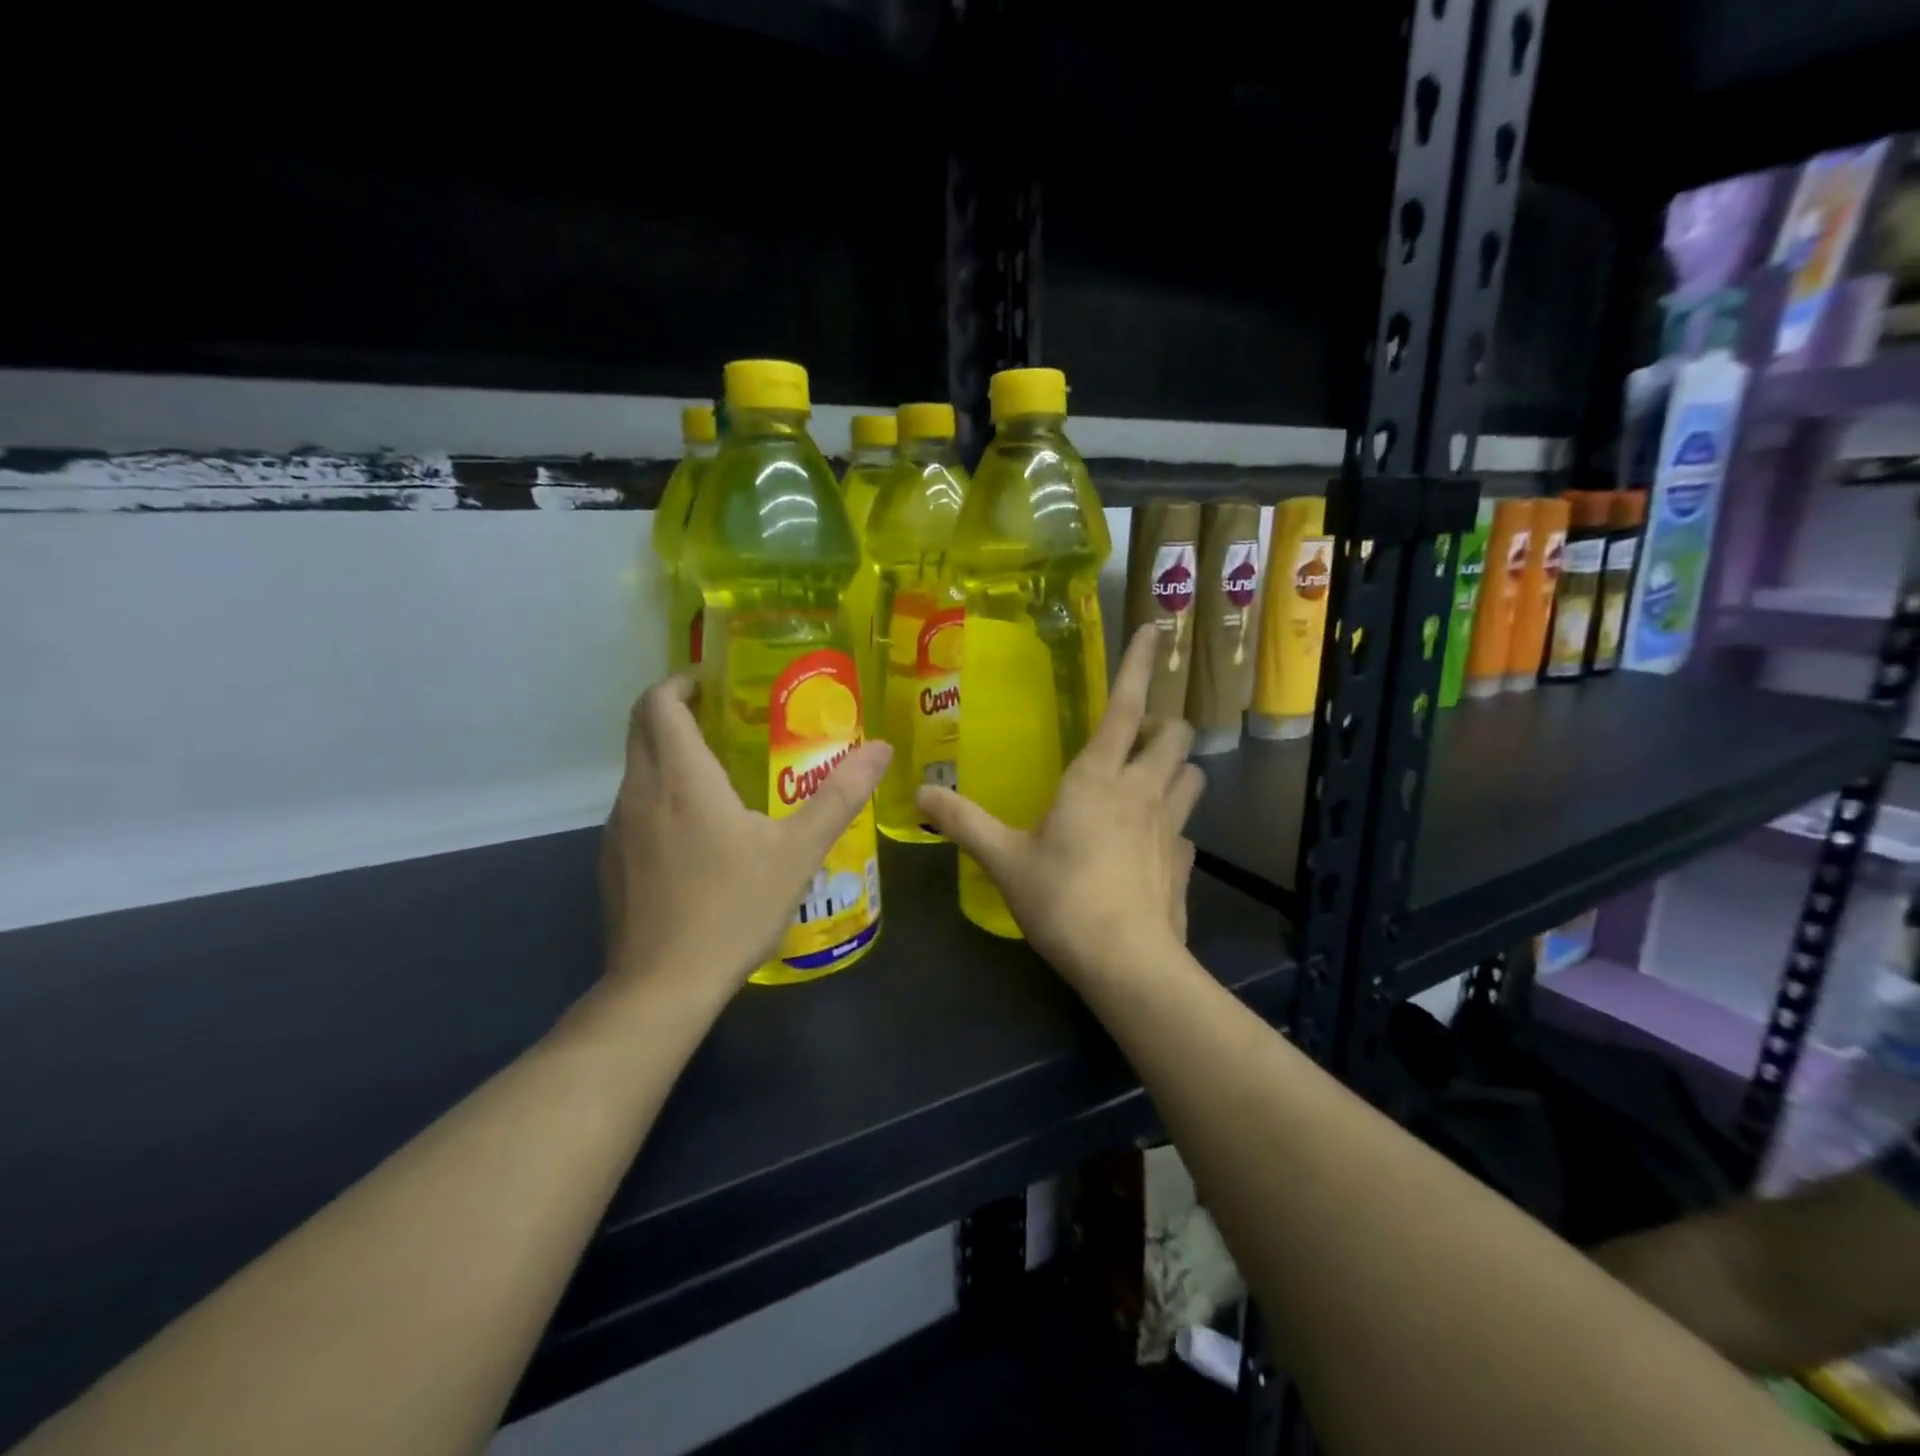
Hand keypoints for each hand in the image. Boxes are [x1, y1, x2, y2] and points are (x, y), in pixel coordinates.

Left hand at [600, 676, 891, 999]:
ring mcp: (618, 829)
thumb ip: (840, 796)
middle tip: (726, 719)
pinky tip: (699, 836)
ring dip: (670, 756)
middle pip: (642, 729)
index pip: (658, 703)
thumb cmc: (733, 908)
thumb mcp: (798, 851)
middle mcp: (639, 792)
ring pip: (638, 771)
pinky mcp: (612, 863)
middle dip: (676, 712)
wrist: (663, 987)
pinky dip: (662, 798)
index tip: (714, 682)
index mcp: (680, 777)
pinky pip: (636, 809)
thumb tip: (880, 749)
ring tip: (721, 775)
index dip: (681, 682)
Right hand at [917, 627, 1203, 982]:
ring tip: (1152, 779)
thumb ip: (963, 822)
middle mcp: (1142, 790)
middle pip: (1176, 735)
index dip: (1137, 665)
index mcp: (1098, 777)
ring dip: (1177, 768)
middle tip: (1140, 735)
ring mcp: (1171, 826)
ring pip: (1194, 775)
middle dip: (1165, 724)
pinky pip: (1189, 830)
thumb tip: (918, 795)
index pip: (1125, 707)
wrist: (1124, 960)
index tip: (1154, 629)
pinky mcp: (1186, 863)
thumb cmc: (1061, 897)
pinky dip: (1175, 826)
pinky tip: (1155, 845)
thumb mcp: (1003, 858)